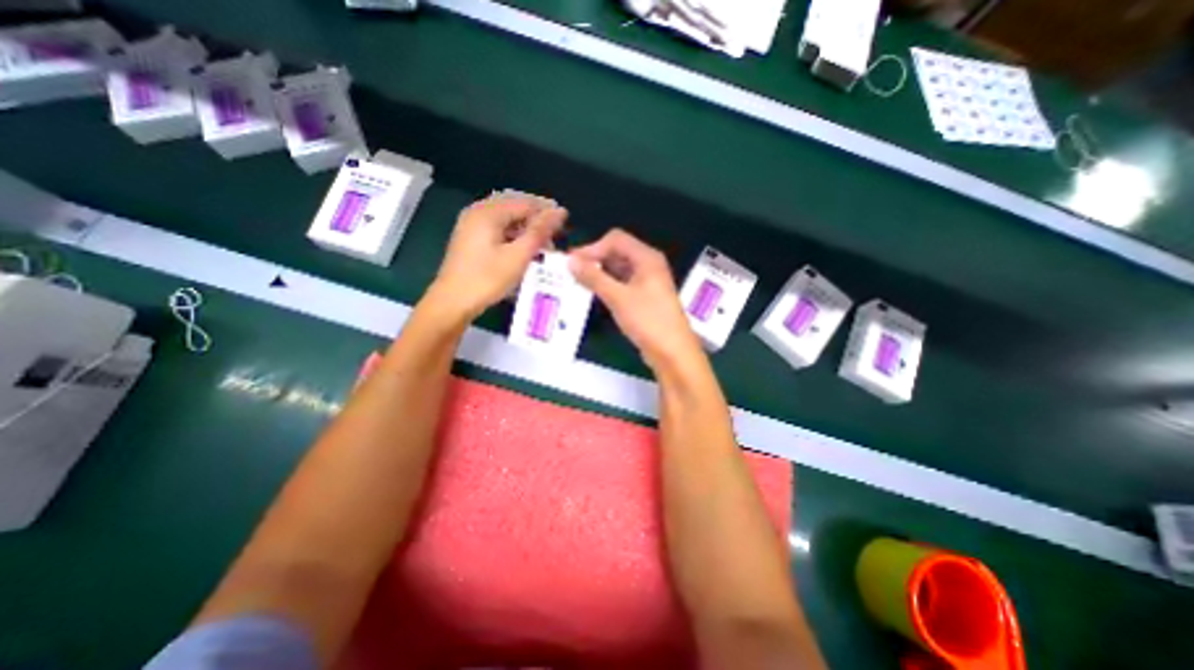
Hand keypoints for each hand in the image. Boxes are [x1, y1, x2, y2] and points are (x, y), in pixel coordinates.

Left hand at [429, 193, 567, 321]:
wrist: (452, 303)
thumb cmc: (487, 279)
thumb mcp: (518, 256)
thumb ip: (539, 232)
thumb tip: (560, 212)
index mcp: (488, 212)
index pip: (525, 203)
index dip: (547, 213)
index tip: (565, 228)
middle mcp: (478, 213)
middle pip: (515, 209)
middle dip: (536, 222)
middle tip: (554, 239)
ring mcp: (471, 226)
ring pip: (507, 221)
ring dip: (526, 231)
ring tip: (542, 248)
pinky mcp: (470, 240)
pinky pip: (498, 231)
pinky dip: (513, 238)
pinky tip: (523, 252)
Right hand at [571, 231, 700, 372]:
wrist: (672, 352)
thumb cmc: (648, 321)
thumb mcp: (618, 297)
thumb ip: (593, 277)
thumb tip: (571, 261)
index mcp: (647, 258)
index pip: (615, 240)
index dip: (592, 247)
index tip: (572, 262)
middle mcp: (649, 265)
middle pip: (618, 252)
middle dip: (595, 259)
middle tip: (572, 272)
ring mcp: (648, 281)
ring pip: (619, 269)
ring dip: (600, 273)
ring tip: (578, 282)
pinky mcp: (645, 297)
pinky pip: (623, 283)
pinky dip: (608, 285)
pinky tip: (594, 293)